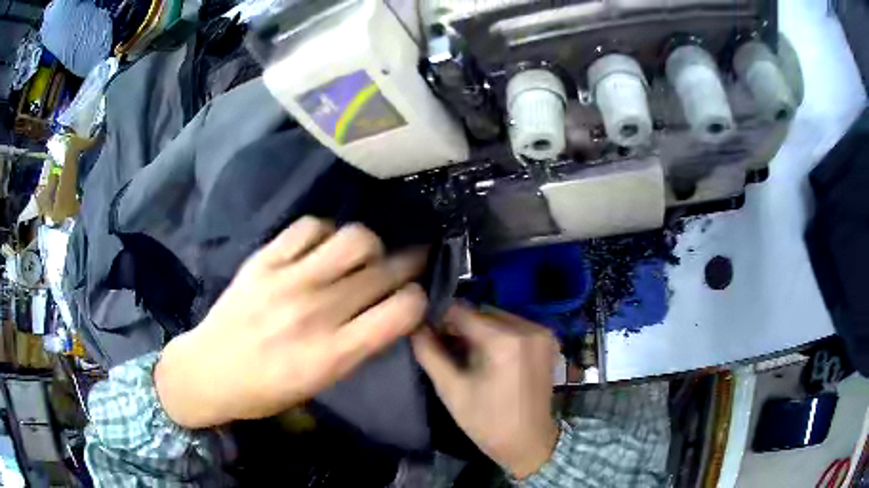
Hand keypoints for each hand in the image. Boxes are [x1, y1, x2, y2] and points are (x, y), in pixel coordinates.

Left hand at [155, 217, 428, 428]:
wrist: (208, 371)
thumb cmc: (266, 390)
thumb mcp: (321, 383)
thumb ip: (358, 346)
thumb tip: (388, 309)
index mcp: (333, 355)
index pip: (402, 310)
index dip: (418, 299)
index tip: (413, 298)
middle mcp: (316, 312)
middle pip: (385, 270)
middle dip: (408, 264)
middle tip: (407, 263)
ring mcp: (287, 280)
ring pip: (354, 238)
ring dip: (369, 246)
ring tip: (360, 256)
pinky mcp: (263, 260)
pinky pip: (310, 227)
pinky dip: (325, 233)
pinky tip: (320, 248)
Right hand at [412, 305, 559, 478]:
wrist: (529, 442)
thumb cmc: (487, 421)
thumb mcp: (451, 389)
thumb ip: (429, 352)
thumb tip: (413, 325)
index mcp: (505, 340)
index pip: (462, 311)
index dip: (440, 318)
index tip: (427, 332)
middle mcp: (528, 327)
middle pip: (482, 312)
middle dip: (460, 325)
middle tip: (446, 347)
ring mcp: (542, 332)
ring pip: (498, 317)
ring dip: (479, 329)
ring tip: (467, 354)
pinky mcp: (548, 339)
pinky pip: (514, 326)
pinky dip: (498, 334)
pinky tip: (490, 355)